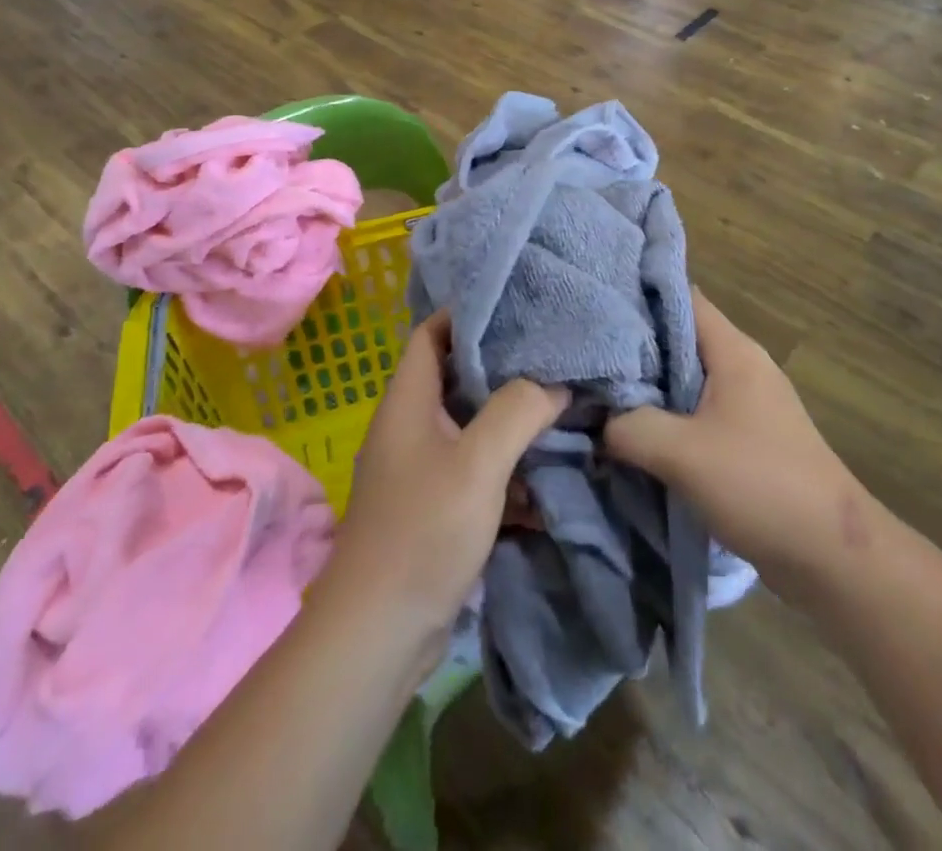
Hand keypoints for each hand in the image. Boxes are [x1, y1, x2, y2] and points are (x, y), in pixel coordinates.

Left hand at [317, 312, 565, 666]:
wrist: (378, 637)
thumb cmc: (422, 532)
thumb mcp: (477, 463)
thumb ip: (518, 410)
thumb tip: (554, 382)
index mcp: (408, 402)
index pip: (431, 333)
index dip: (468, 314)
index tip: (518, 305)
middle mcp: (411, 427)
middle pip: (457, 377)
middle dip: (504, 366)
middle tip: (554, 353)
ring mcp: (422, 469)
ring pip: (473, 425)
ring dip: (512, 419)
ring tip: (562, 403)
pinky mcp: (436, 507)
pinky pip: (478, 469)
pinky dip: (509, 466)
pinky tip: (549, 470)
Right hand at [605, 291, 858, 586]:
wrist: (832, 555)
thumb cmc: (760, 484)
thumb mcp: (681, 453)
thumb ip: (629, 427)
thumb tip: (595, 419)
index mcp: (733, 351)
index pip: (681, 298)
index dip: (639, 295)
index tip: (594, 304)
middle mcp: (741, 367)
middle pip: (678, 340)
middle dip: (633, 348)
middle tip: (584, 356)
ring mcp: (747, 404)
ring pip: (685, 381)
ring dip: (648, 390)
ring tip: (598, 394)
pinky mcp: (747, 440)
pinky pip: (696, 415)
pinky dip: (666, 420)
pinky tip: (633, 435)